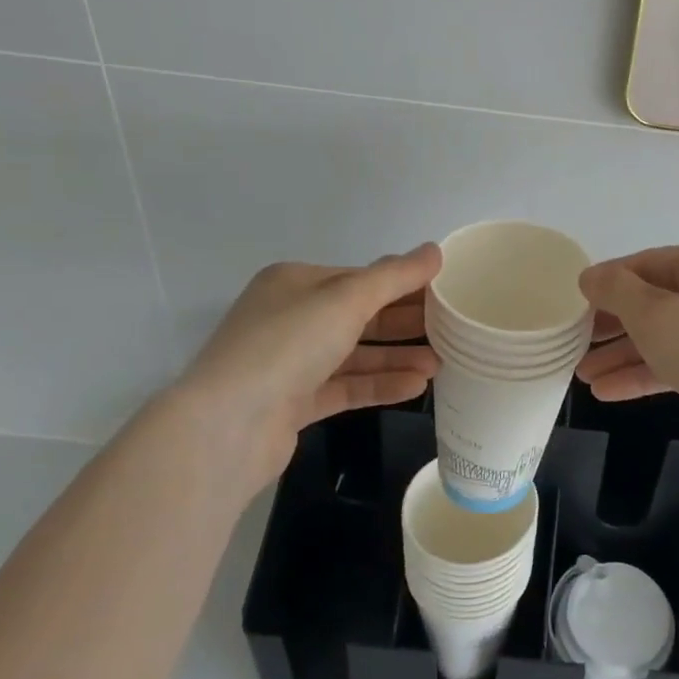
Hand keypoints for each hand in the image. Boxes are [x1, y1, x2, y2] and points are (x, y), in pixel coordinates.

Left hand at [172, 245, 441, 490]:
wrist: (227, 426)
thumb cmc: (287, 345)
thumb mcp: (346, 299)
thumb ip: (394, 276)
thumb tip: (435, 251)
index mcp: (296, 283)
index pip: (360, 278)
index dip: (404, 284)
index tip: (446, 293)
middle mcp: (291, 318)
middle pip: (360, 316)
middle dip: (405, 323)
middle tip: (452, 330)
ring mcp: (290, 363)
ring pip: (355, 354)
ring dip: (397, 357)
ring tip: (440, 364)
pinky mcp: (294, 403)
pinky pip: (346, 387)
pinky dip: (379, 385)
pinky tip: (416, 386)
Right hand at [576, 243, 678, 464]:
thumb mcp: (655, 313)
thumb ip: (617, 291)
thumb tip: (590, 276)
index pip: (647, 263)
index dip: (608, 281)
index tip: (573, 301)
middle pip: (655, 301)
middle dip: (612, 323)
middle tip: (573, 339)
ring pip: (664, 338)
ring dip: (622, 354)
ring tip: (582, 374)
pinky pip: (677, 367)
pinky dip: (643, 376)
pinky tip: (606, 391)